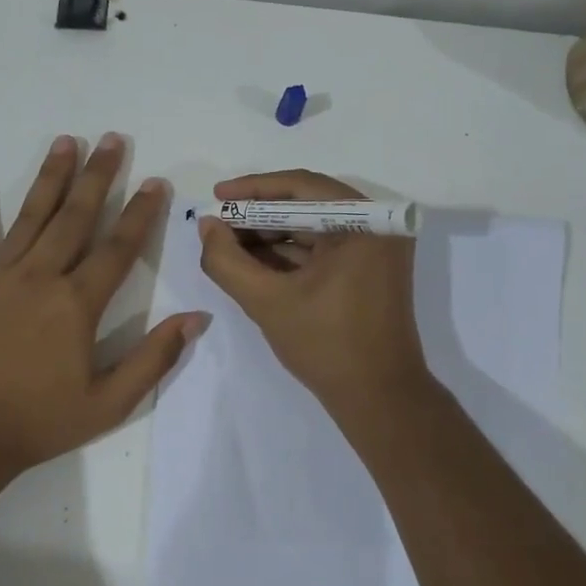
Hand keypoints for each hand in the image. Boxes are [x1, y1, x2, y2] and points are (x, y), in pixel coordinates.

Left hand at [0, 134, 207, 474]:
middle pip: (75, 217)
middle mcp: (39, 278)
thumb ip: (154, 358)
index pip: (118, 248)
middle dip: (98, 176)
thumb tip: (197, 318)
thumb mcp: (110, 402)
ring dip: (50, 177)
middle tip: (113, 139)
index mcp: (77, 304)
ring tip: (66, 141)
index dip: (141, 213)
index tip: (156, 181)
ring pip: (30, 217)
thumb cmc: (40, 422)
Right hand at [196, 170, 430, 413]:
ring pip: (313, 228)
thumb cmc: (326, 345)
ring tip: (228, 245)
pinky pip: (324, 250)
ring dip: (270, 236)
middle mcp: (378, 227)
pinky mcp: (370, 271)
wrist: (378, 398)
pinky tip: (253, 263)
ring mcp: (376, 250)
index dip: (253, 190)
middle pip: (307, 205)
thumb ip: (227, 261)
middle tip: (218, 225)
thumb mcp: (267, 301)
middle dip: (258, 216)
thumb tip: (207, 226)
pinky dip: (289, 255)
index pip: (301, 186)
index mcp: (365, 223)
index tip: (216, 196)